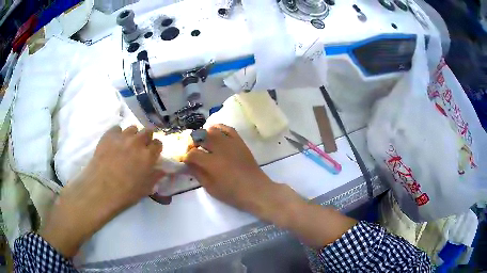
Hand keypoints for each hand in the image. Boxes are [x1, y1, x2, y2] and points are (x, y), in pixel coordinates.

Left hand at [40, 126, 164, 256]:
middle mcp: (137, 142)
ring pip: (132, 128)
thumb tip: (162, 170)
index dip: (155, 149)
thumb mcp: (144, 189)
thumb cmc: (124, 193)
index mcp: (148, 156)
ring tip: (126, 145)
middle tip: (140, 148)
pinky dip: (118, 134)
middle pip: (147, 131)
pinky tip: (114, 144)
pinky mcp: (108, 135)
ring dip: (132, 135)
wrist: (99, 189)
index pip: (158, 144)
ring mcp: (122, 137)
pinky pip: (117, 129)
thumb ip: (155, 177)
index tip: (152, 154)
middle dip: (146, 138)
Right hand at [182, 124, 301, 220]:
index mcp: (212, 163)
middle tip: (193, 149)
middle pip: (201, 136)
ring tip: (204, 142)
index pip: (192, 153)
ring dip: (205, 134)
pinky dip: (219, 129)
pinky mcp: (240, 142)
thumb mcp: (210, 188)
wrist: (256, 190)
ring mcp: (231, 143)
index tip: (186, 161)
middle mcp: (220, 149)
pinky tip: (216, 135)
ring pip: (213, 130)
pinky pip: (228, 128)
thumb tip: (188, 163)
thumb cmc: (232, 193)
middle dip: (193, 142)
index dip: (186, 157)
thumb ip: (197, 173)